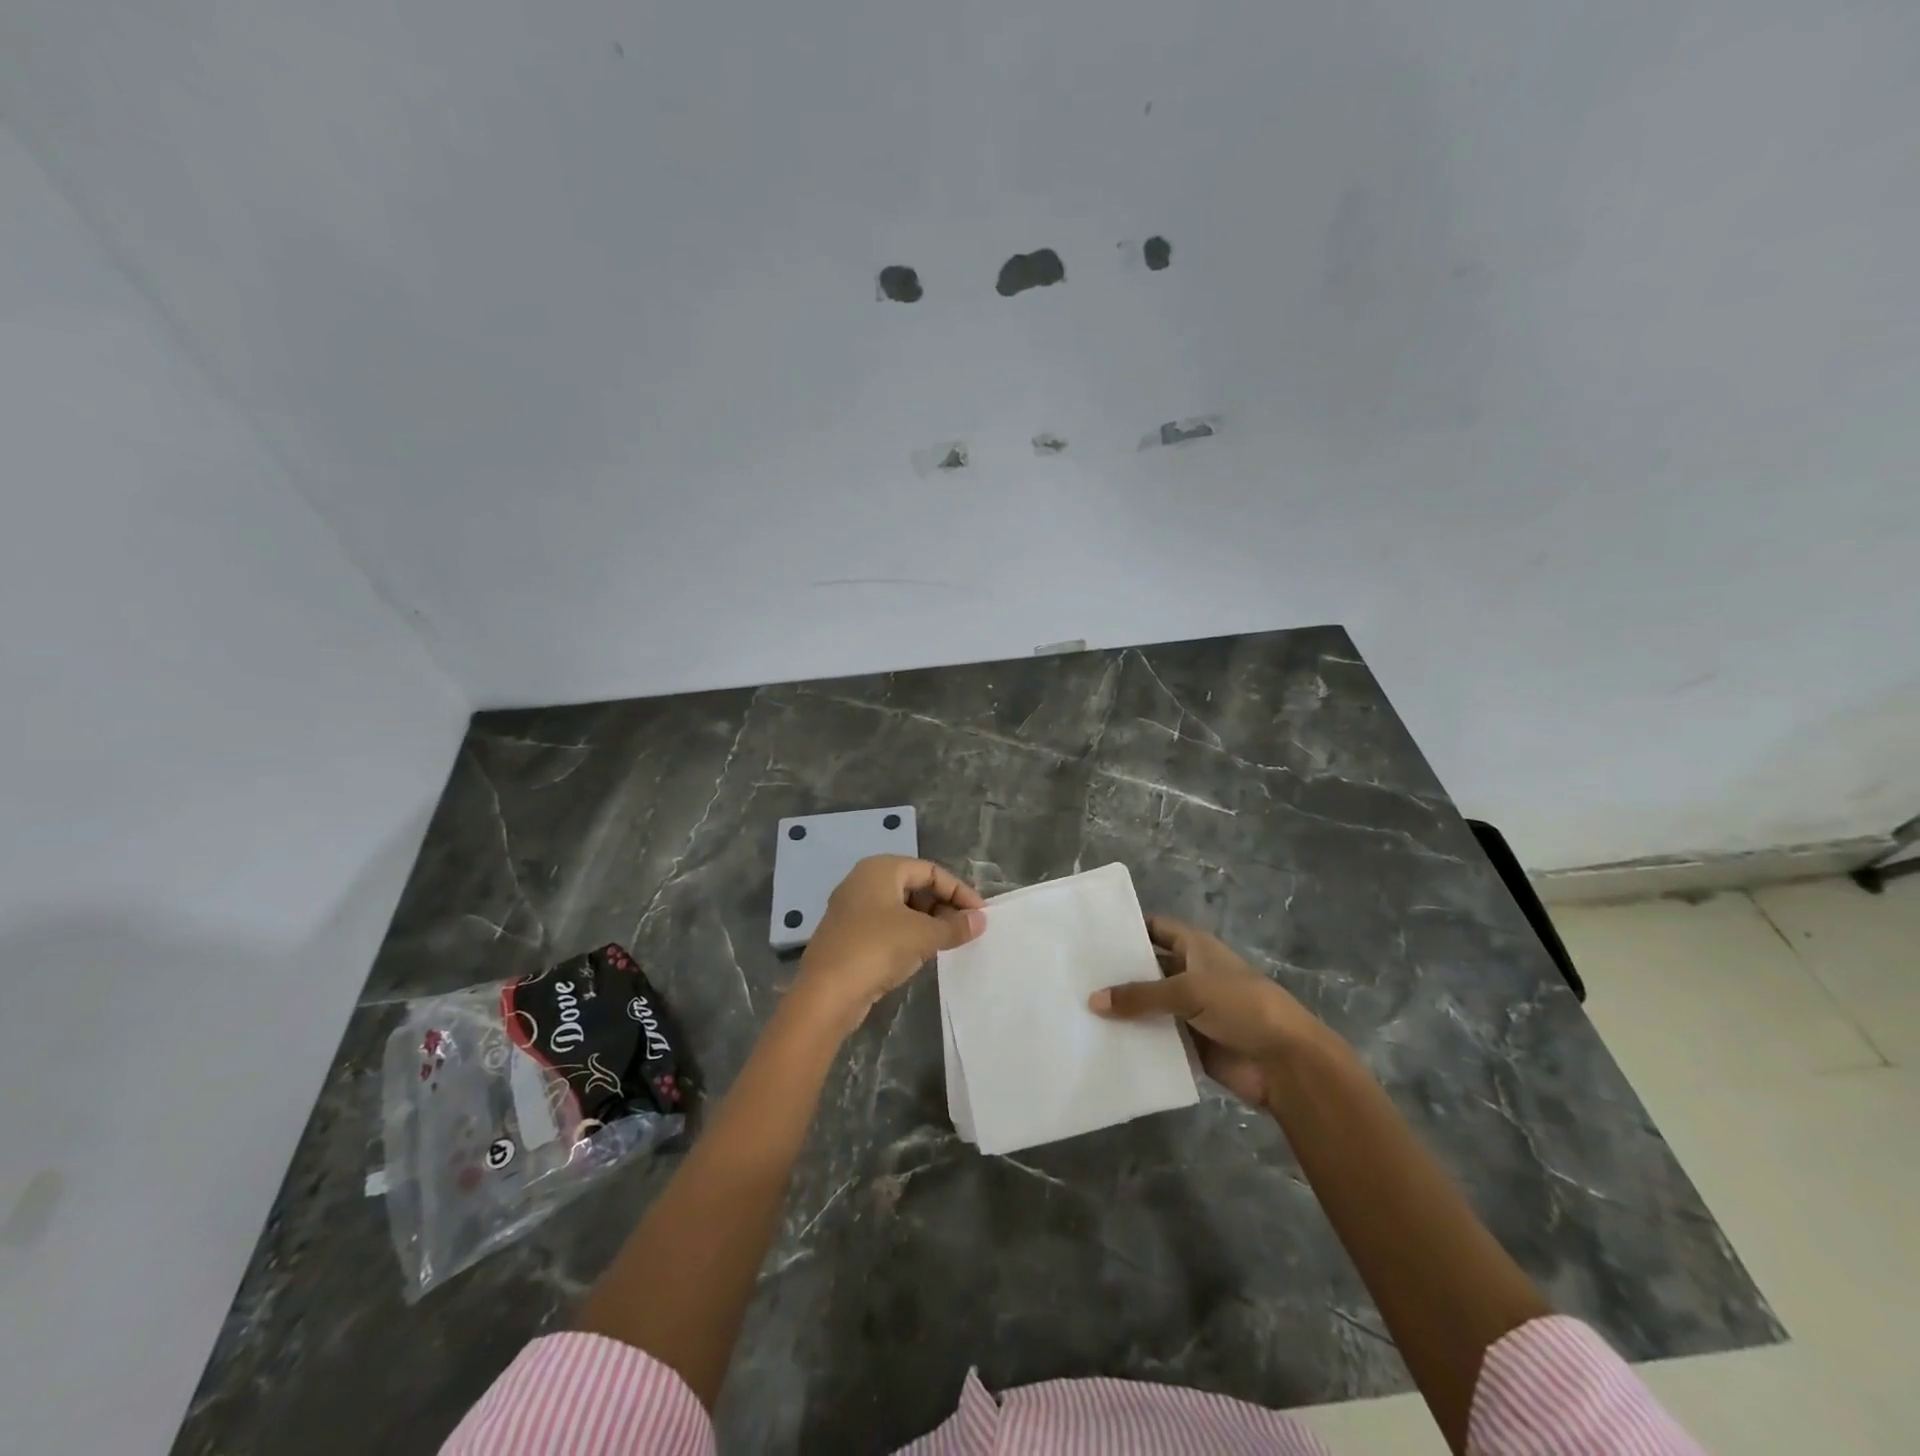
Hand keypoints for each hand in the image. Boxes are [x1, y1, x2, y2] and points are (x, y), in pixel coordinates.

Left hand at [795, 856, 984, 1031]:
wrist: (825, 994)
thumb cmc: (876, 949)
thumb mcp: (923, 936)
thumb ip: (954, 926)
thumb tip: (981, 921)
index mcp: (881, 869)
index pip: (931, 871)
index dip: (959, 891)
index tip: (980, 915)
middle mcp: (864, 881)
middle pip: (915, 886)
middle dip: (944, 906)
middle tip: (966, 930)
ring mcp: (853, 909)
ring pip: (901, 908)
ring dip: (928, 923)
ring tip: (949, 943)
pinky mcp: (849, 935)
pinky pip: (888, 926)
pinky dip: (909, 935)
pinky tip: (923, 954)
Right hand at [1089, 915, 1323, 1105]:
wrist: (1285, 1063)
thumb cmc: (1241, 1007)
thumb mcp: (1188, 991)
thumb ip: (1140, 996)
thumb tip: (1093, 1000)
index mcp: (1195, 948)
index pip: (1154, 929)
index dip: (1127, 929)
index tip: (1089, 934)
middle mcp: (1190, 974)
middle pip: (1146, 969)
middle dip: (1116, 973)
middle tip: (1073, 975)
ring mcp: (1189, 1010)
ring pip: (1148, 1005)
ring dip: (1123, 1010)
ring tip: (1077, 1010)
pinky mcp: (1189, 1044)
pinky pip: (1155, 1038)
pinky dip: (1135, 1040)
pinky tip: (1101, 1042)